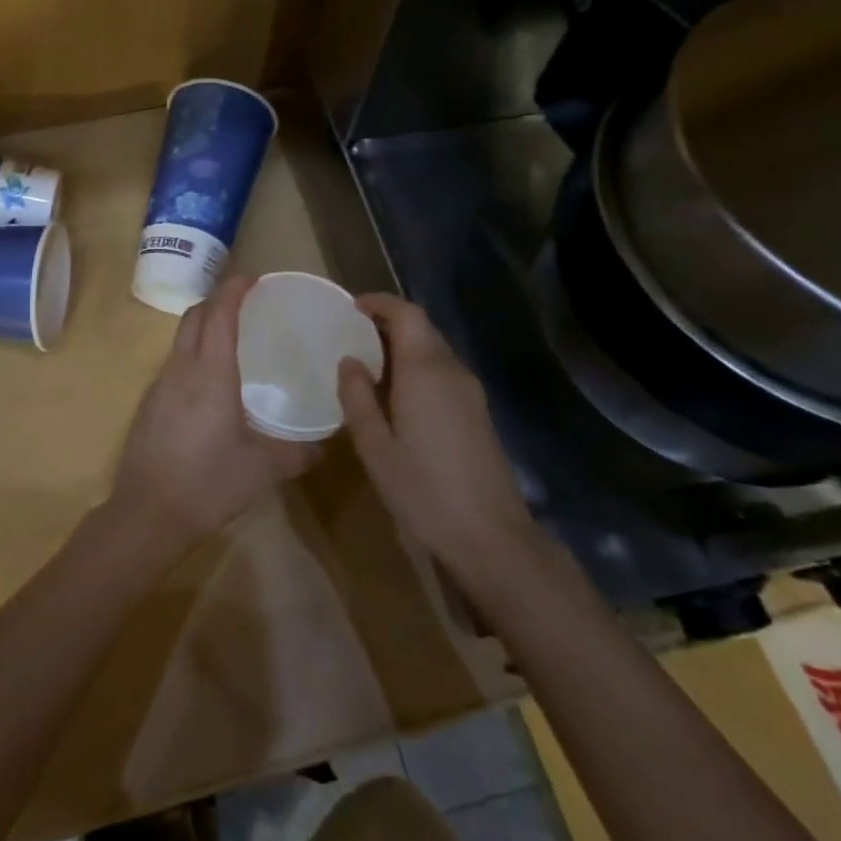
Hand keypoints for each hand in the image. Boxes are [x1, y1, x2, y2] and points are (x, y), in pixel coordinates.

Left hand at [109, 276, 317, 553]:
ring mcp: (159, 386)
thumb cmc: (209, 482)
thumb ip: (296, 453)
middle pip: (194, 318)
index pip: (219, 314)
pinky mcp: (149, 406)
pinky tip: (210, 385)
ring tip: (232, 342)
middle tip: (245, 305)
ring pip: (180, 341)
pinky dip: (192, 357)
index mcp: (210, 372)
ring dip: (202, 329)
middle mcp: (181, 369)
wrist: (148, 513)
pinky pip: (173, 366)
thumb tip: (323, 447)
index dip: (233, 290)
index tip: (252, 279)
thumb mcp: (262, 469)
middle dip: (216, 302)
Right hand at [337, 294, 537, 569]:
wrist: (492, 538)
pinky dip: (416, 368)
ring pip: (434, 351)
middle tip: (351, 336)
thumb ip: (357, 398)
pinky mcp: (478, 413)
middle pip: (422, 329)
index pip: (408, 315)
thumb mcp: (375, 447)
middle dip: (388, 324)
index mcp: (425, 372)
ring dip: (402, 347)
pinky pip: (443, 373)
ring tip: (366, 366)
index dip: (380, 303)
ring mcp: (470, 393)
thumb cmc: (424, 491)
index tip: (352, 307)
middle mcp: (452, 372)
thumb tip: (348, 361)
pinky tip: (395, 397)